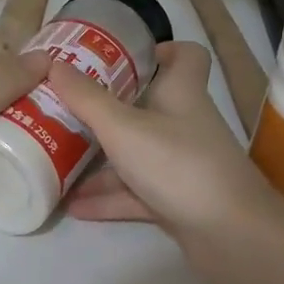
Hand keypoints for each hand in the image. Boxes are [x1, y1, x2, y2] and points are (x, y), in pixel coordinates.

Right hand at [47, 41, 276, 242]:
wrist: (231, 234)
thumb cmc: (178, 164)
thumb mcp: (123, 127)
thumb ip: (86, 99)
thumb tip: (52, 62)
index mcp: (181, 93)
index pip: (186, 57)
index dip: (162, 50)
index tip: (125, 56)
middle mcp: (185, 124)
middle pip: (150, 106)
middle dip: (110, 108)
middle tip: (71, 107)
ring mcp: (182, 165)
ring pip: (137, 153)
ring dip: (101, 160)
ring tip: (59, 159)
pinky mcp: (177, 200)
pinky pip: (136, 193)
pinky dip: (108, 198)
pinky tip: (74, 206)